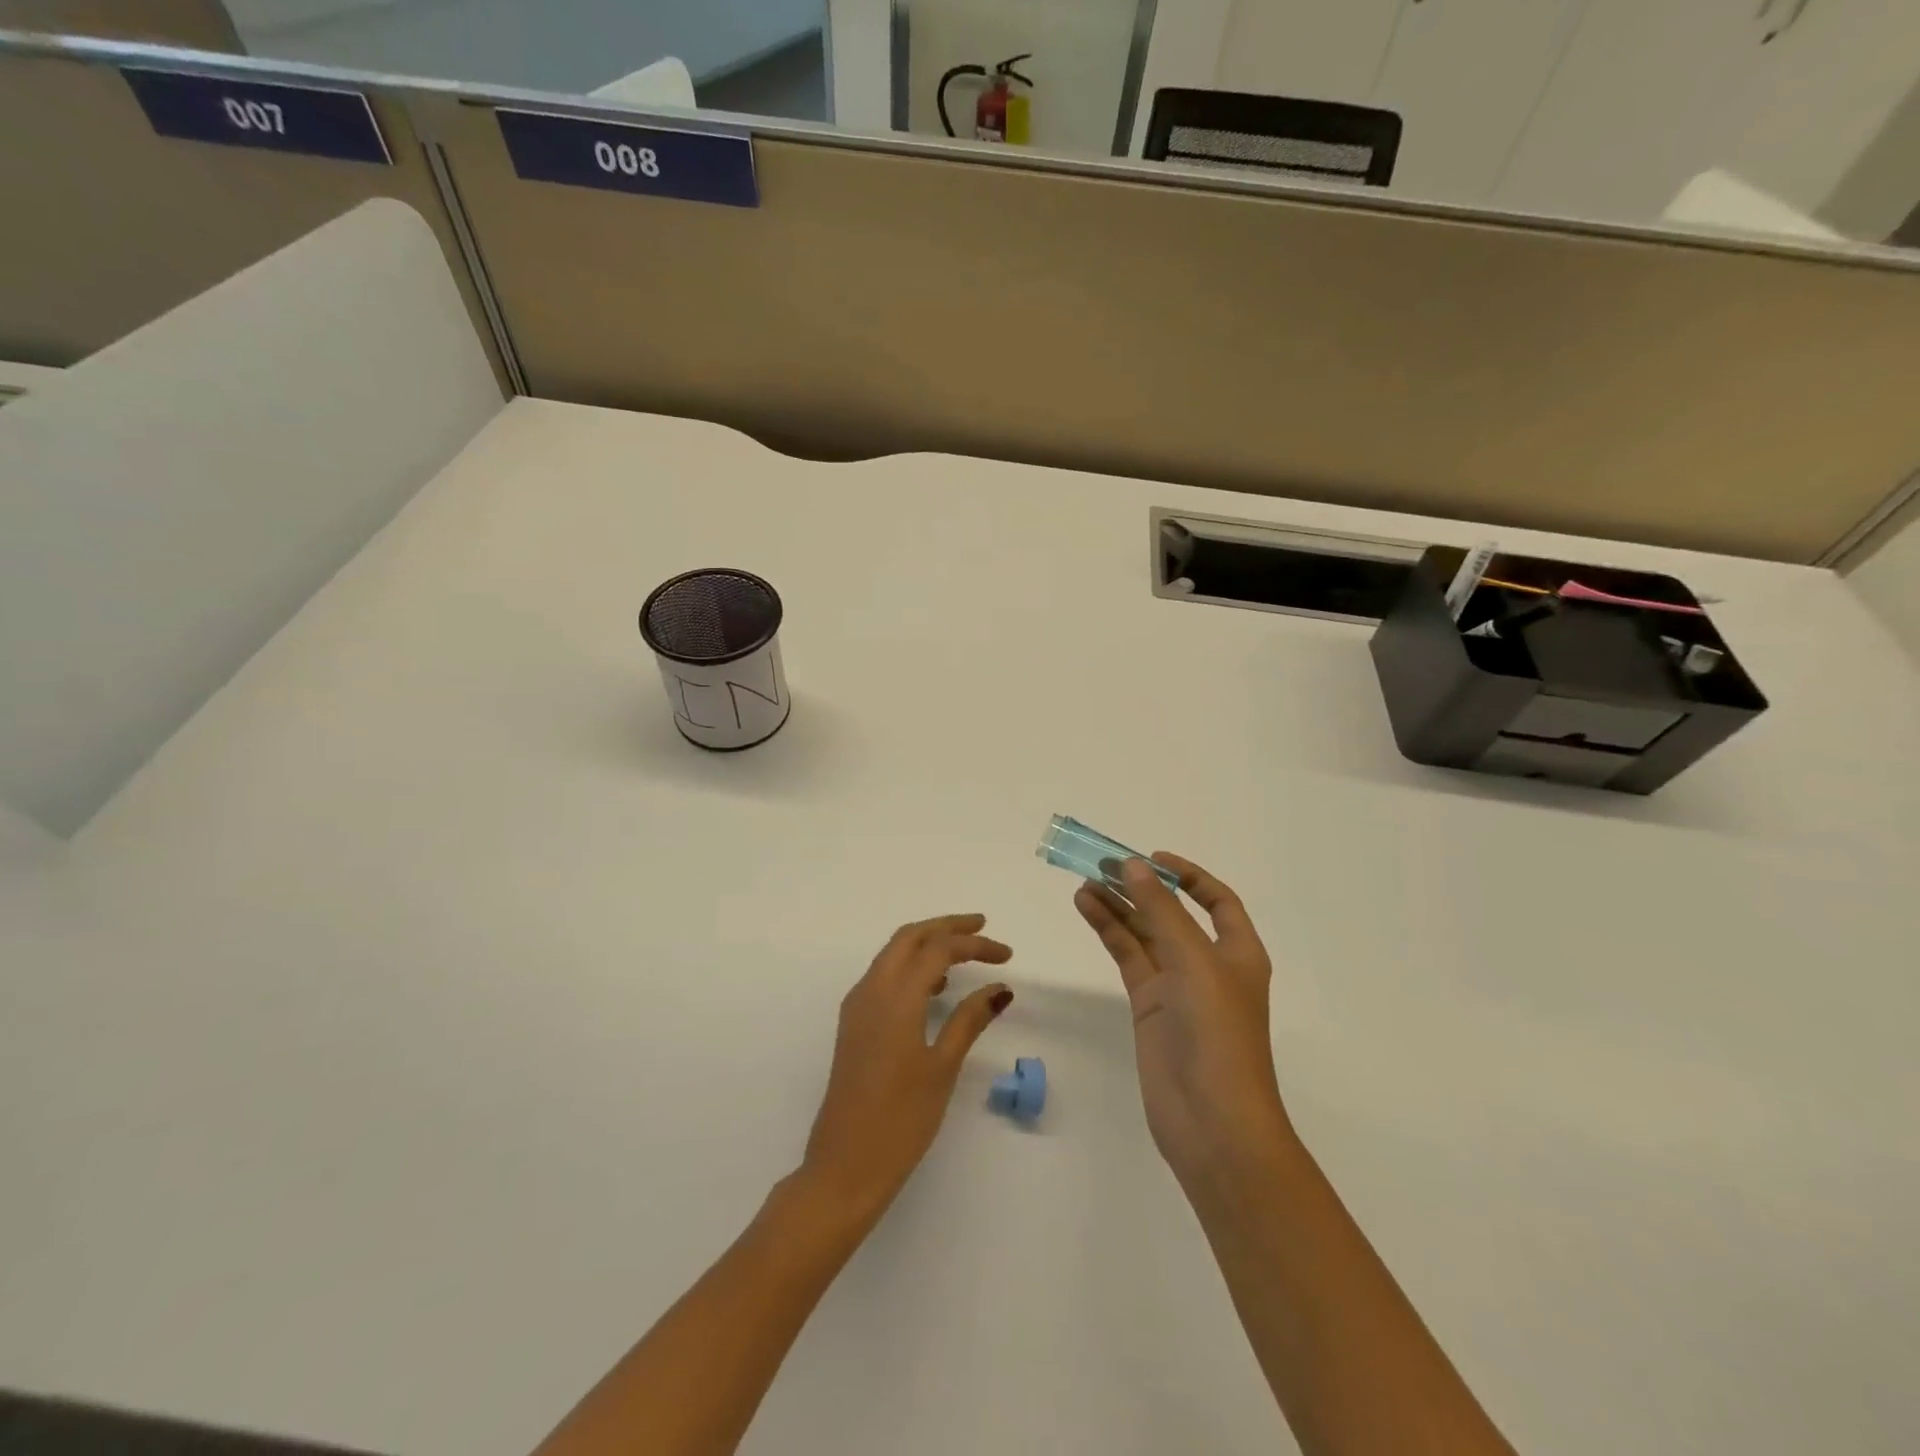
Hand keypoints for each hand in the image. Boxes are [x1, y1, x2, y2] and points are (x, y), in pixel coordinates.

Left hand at [800, 914, 1012, 1226]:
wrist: (844, 1166)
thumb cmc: (900, 1120)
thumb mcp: (942, 1067)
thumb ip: (970, 1020)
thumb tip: (1000, 988)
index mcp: (895, 996)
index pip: (939, 949)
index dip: (975, 945)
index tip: (1007, 956)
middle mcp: (871, 990)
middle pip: (910, 937)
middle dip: (946, 926)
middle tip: (982, 927)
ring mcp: (857, 1006)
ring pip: (893, 953)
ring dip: (927, 943)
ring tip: (964, 954)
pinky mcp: (853, 1024)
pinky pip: (883, 975)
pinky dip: (910, 966)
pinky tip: (934, 988)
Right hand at [1074, 855, 1292, 1194]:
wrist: (1212, 1122)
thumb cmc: (1218, 1034)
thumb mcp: (1194, 962)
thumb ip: (1161, 911)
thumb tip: (1133, 865)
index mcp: (1238, 952)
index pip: (1217, 901)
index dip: (1188, 875)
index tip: (1152, 858)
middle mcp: (1208, 964)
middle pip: (1172, 913)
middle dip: (1142, 887)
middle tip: (1102, 864)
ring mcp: (1176, 987)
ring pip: (1144, 933)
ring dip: (1118, 906)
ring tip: (1085, 881)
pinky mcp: (1149, 1007)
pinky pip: (1128, 957)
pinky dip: (1108, 931)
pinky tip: (1087, 908)